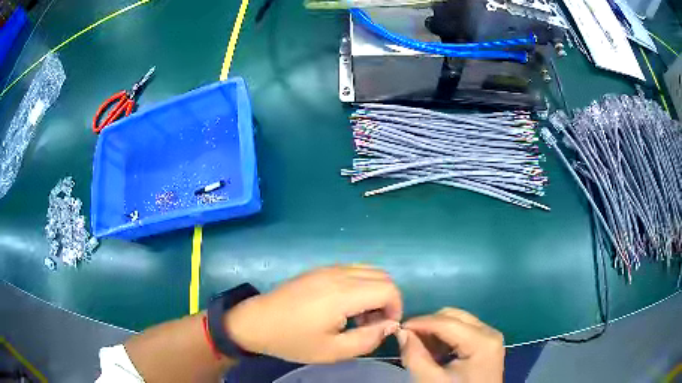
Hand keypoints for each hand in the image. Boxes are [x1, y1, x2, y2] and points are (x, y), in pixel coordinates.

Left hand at [225, 265, 402, 362]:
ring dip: (375, 291)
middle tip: (372, 324)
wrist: (255, 322)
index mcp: (342, 294)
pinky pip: (353, 270)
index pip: (389, 289)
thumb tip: (390, 325)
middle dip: (388, 300)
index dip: (396, 308)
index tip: (385, 327)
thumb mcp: (332, 351)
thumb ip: (367, 339)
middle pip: (383, 276)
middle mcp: (339, 274)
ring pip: (369, 270)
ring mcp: (328, 268)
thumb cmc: (293, 340)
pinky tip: (345, 305)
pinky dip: (361, 285)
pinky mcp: (319, 269)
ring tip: (359, 316)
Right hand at [397, 308, 504, 382]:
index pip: (447, 322)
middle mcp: (490, 332)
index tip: (398, 328)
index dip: (420, 322)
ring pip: (458, 322)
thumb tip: (402, 332)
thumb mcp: (431, 380)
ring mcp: (490, 337)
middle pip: (454, 317)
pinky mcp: (487, 344)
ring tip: (422, 349)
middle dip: (429, 325)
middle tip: (409, 340)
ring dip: (436, 332)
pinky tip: (436, 353)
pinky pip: (463, 331)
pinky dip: (446, 338)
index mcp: (482, 341)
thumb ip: (415, 356)